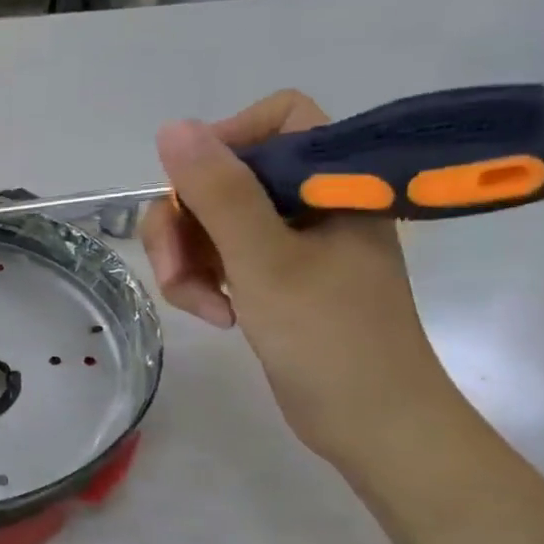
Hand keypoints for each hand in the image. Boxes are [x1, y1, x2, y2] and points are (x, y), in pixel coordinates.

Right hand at [139, 90, 458, 468]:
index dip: (227, 143)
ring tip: (200, 305)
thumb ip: (219, 193)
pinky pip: (217, 256)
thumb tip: (172, 128)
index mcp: (332, 182)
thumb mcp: (265, 260)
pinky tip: (215, 314)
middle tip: (178, 270)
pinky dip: (203, 281)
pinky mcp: (273, 276)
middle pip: (225, 177)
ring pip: (211, 221)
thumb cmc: (330, 338)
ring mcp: (290, 241)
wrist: (370, 424)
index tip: (196, 191)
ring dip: (188, 260)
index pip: (277, 119)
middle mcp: (311, 202)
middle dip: (187, 224)